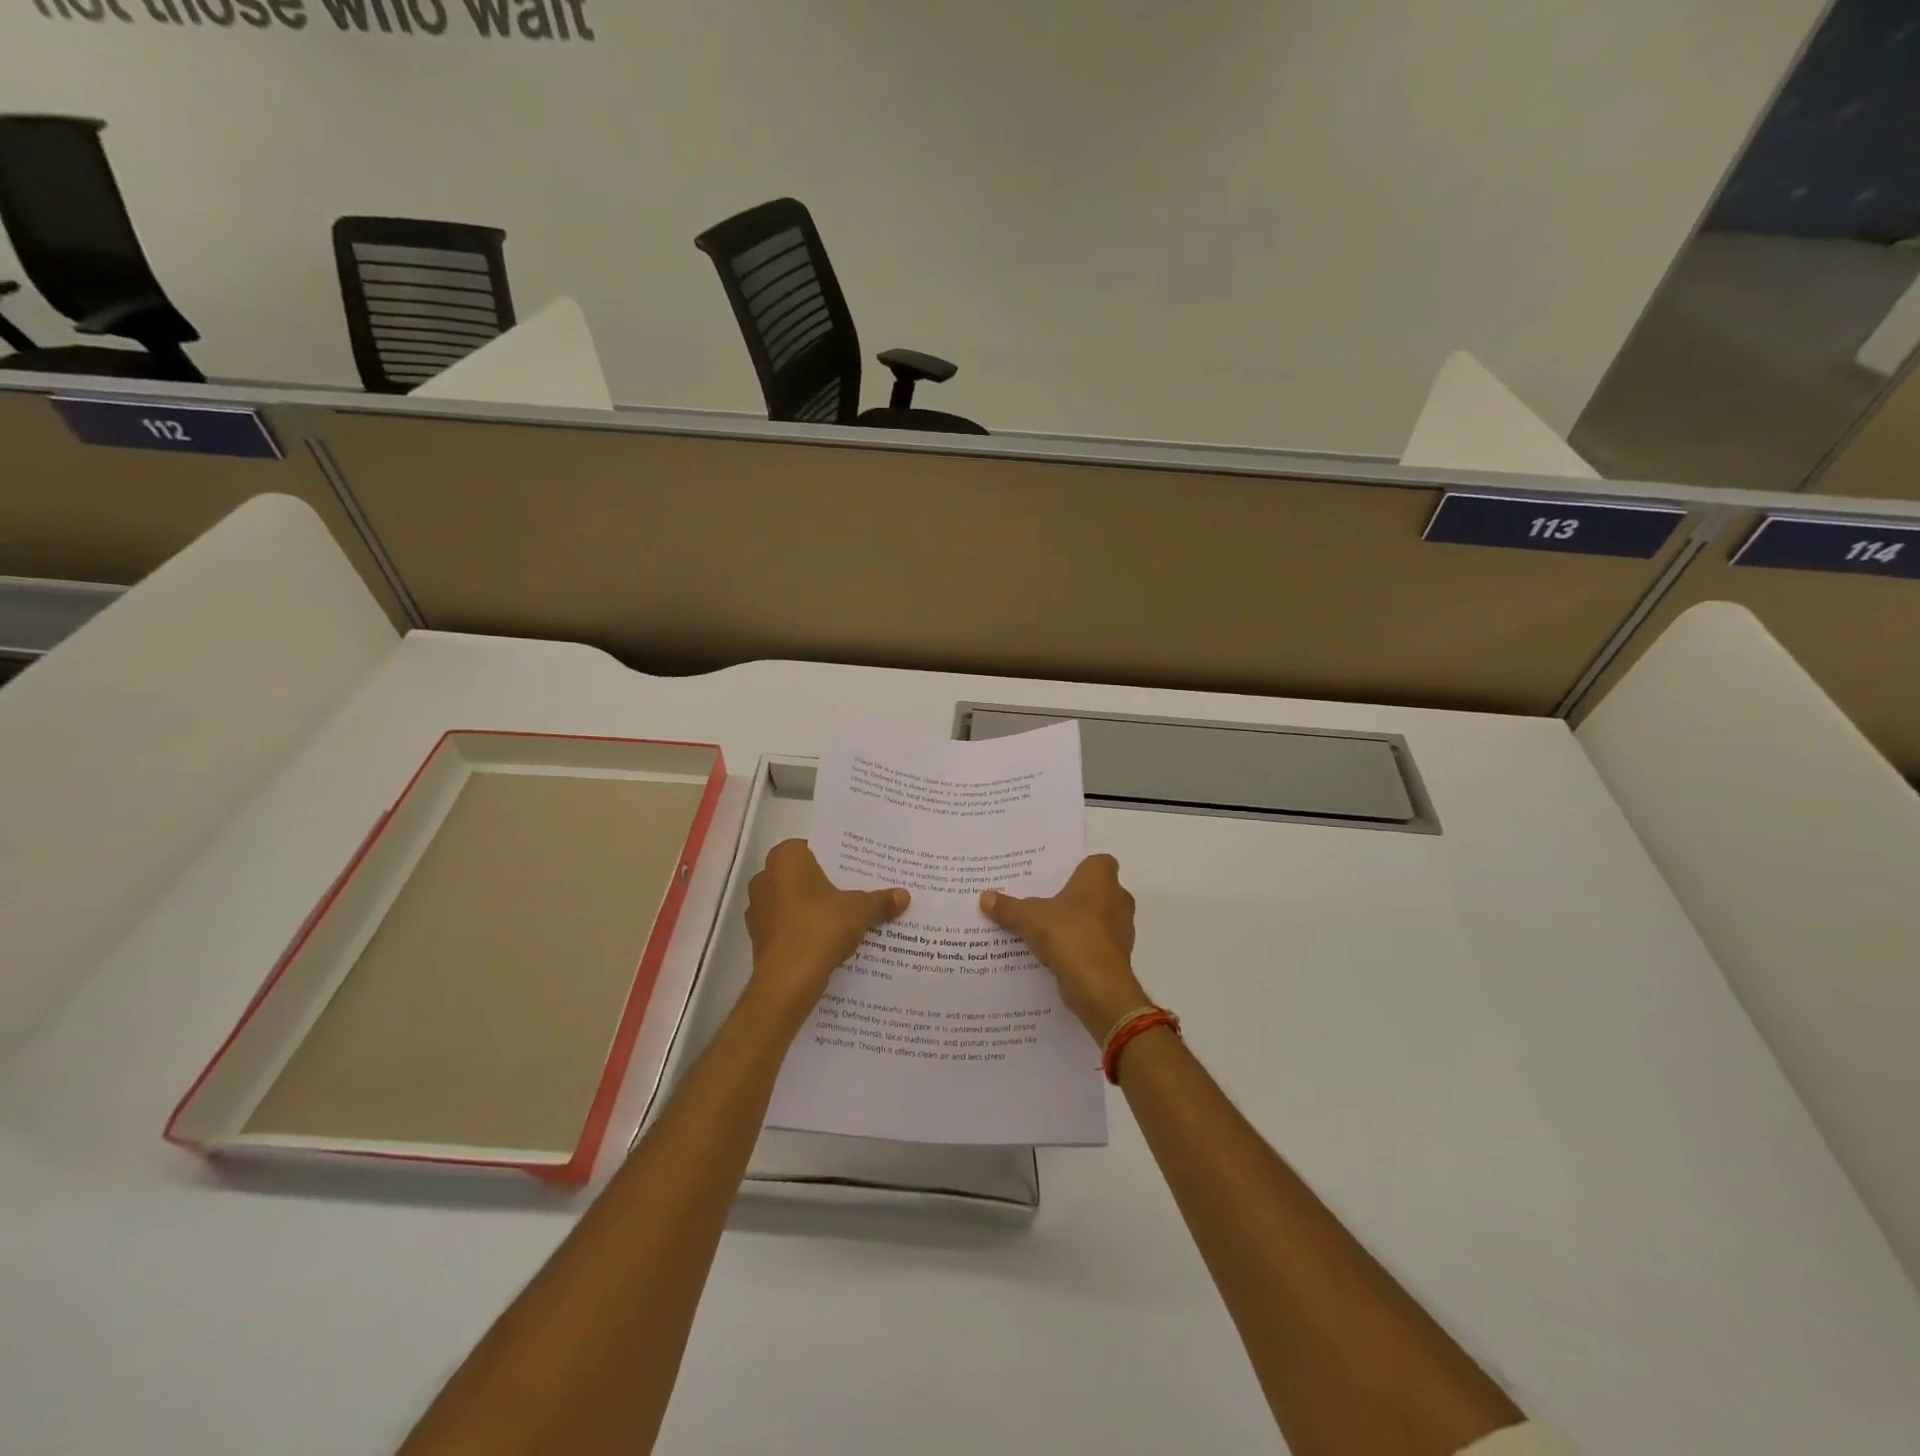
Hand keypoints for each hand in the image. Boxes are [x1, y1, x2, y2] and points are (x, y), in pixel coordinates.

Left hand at [746, 840, 908, 1014]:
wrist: (788, 980)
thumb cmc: (821, 927)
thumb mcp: (860, 911)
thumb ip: (880, 901)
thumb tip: (904, 896)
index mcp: (785, 859)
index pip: (813, 849)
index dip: (835, 860)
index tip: (855, 871)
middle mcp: (765, 878)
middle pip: (803, 876)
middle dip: (826, 886)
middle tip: (855, 892)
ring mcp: (758, 910)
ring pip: (793, 902)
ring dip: (814, 910)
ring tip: (844, 919)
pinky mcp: (758, 938)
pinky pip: (787, 926)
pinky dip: (804, 931)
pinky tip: (827, 942)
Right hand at [981, 854, 1148, 1037]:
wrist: (1098, 986)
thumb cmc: (1069, 934)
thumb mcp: (1029, 917)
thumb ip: (1008, 907)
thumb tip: (985, 897)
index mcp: (1101, 879)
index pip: (1099, 862)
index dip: (1081, 867)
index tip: (1058, 876)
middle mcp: (1117, 899)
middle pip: (1096, 891)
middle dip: (1074, 897)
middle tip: (1044, 900)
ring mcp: (1120, 930)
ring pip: (1097, 920)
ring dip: (1077, 924)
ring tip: (1045, 928)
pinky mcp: (1116, 958)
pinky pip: (1094, 945)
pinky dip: (1079, 948)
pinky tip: (1054, 954)